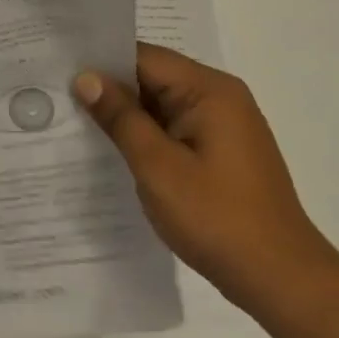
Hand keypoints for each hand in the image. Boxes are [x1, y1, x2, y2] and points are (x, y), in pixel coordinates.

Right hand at [74, 42, 337, 314]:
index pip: (143, 57)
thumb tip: (86, 77)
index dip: (100, 62)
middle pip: (152, 77)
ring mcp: (223, 125)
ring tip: (74, 120)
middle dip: (109, 88)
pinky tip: (114, 149)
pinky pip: (173, 128)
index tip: (57, 69)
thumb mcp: (157, 166)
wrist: (282, 280)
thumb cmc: (217, 218)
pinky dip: (145, 134)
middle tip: (57, 95)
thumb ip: (120, 117)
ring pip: (160, 104)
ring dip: (125, 114)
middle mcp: (220, 97)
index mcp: (209, 90)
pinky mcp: (221, 151)